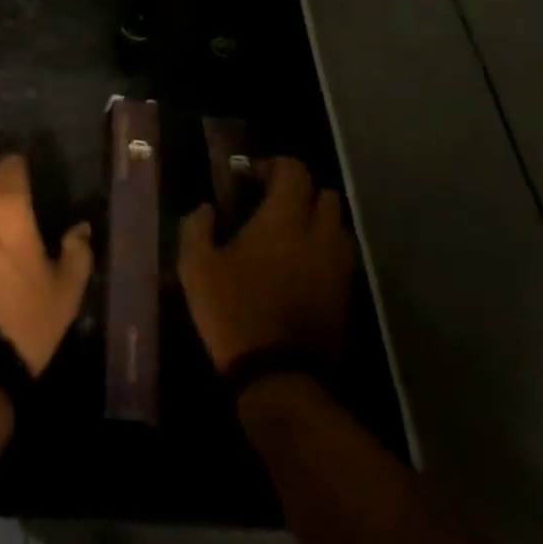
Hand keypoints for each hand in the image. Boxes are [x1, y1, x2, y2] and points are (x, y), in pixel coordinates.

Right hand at [178, 156, 353, 374]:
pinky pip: (340, 256)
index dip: (272, 166)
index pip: (294, 170)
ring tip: (287, 236)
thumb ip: (197, 227)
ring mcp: (338, 266)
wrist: (280, 377)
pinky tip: (297, 267)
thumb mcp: (196, 266)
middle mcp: (320, 234)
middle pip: (324, 193)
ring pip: (337, 225)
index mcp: (285, 218)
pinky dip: (323, 250)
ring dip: (316, 221)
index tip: (248, 180)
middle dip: (299, 191)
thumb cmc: (234, 311)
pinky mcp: (346, 294)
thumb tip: (206, 208)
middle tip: (270, 205)